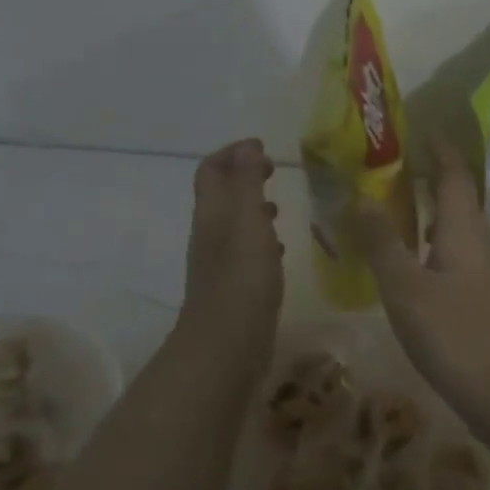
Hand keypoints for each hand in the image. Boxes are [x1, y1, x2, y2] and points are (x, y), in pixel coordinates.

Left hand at [179, 138, 283, 374]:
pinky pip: (244, 251)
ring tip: (279, 206)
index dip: (232, 153)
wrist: (227, 343)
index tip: (262, 146)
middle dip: (243, 176)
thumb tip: (246, 147)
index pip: (211, 170)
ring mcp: (219, 262)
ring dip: (252, 208)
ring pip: (233, 223)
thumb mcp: (248, 220)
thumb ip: (247, 182)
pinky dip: (260, 238)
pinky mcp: (234, 286)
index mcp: (212, 213)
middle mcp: (210, 233)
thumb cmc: (241, 276)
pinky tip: (279, 249)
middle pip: (220, 194)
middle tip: (273, 170)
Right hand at [349, 140, 489, 425]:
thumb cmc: (455, 336)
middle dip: (433, 179)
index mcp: (464, 232)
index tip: (422, 130)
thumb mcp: (407, 289)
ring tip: (398, 212)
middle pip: (459, 200)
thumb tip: (360, 195)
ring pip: (459, 231)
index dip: (439, 151)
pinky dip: (435, 246)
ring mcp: (488, 275)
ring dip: (433, 214)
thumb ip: (382, 242)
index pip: (454, 176)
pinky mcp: (487, 302)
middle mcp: (482, 245)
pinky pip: (458, 257)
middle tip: (394, 170)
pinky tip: (414, 267)